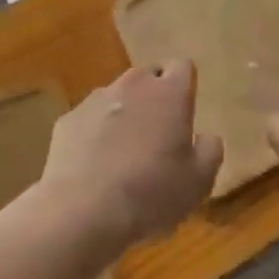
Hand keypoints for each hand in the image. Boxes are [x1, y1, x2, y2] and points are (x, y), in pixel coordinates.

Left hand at [41, 62, 222, 250]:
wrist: (82, 212)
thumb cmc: (151, 193)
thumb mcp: (199, 181)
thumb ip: (210, 150)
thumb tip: (205, 137)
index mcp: (170, 92)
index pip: (183, 66)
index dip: (184, 86)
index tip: (182, 114)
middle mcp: (134, 84)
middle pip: (148, 77)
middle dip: (153, 98)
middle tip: (155, 136)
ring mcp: (96, 99)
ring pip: (116, 97)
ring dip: (123, 115)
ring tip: (121, 155)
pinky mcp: (68, 120)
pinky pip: (88, 120)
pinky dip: (93, 135)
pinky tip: (93, 168)